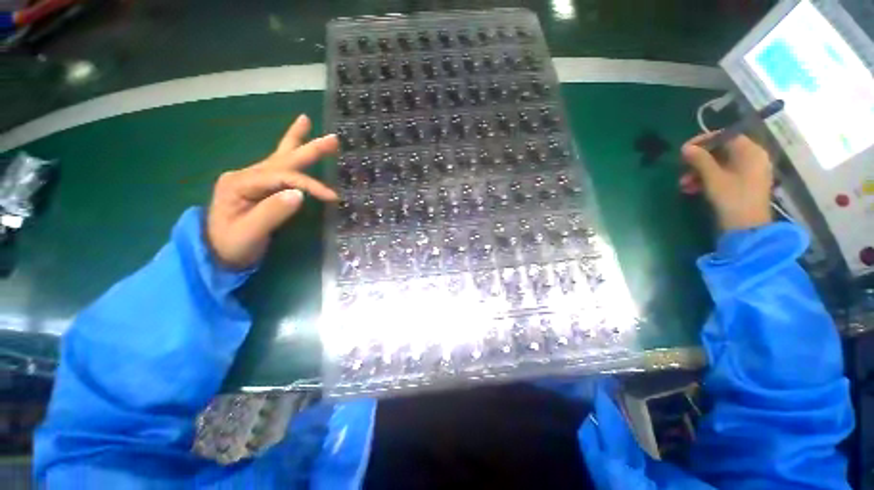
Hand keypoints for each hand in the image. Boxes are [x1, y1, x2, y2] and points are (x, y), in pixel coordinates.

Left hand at [206, 115, 338, 268]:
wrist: (215, 255)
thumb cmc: (231, 246)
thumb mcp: (250, 233)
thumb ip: (272, 212)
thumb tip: (300, 194)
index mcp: (240, 183)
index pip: (283, 177)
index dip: (309, 185)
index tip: (331, 197)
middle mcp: (246, 175)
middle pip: (282, 159)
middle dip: (307, 147)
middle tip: (332, 138)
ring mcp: (251, 180)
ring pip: (279, 157)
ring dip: (296, 141)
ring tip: (306, 121)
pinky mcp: (259, 187)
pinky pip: (279, 169)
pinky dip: (290, 155)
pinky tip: (295, 145)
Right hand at [680, 133, 772, 230]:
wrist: (747, 228)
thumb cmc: (732, 198)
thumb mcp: (713, 178)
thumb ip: (700, 160)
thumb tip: (685, 148)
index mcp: (750, 152)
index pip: (725, 137)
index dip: (704, 141)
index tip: (684, 150)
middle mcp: (753, 158)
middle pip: (721, 152)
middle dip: (698, 162)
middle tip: (681, 170)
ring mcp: (749, 172)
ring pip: (720, 165)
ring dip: (699, 173)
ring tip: (683, 185)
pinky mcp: (744, 185)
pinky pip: (724, 175)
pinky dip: (707, 180)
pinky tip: (692, 189)